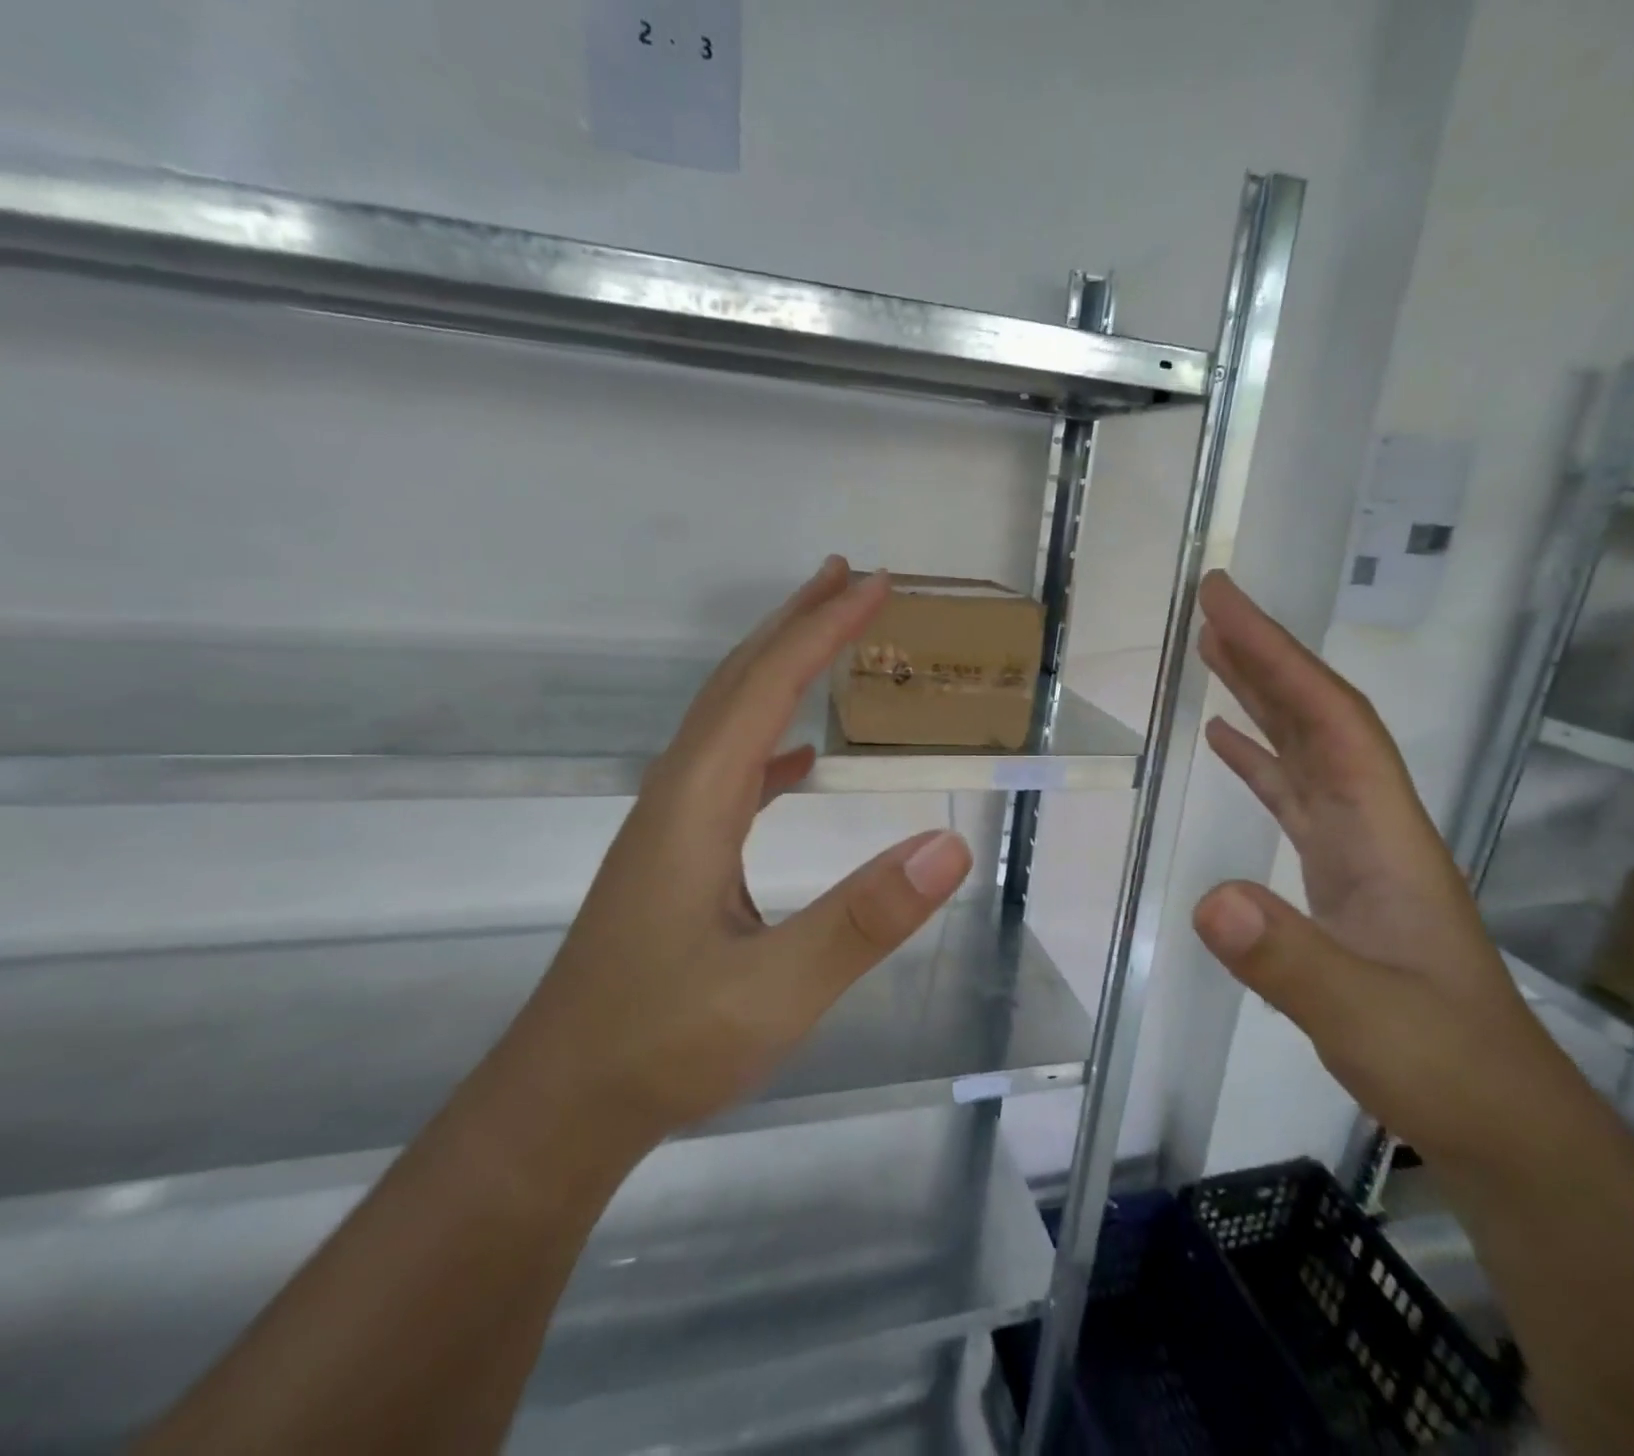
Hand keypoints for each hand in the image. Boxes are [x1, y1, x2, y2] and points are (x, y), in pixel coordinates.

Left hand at [509, 557, 974, 1162]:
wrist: (562, 1105)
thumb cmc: (662, 1047)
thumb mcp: (774, 992)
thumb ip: (864, 919)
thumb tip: (950, 844)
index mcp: (696, 805)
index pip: (764, 691)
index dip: (820, 632)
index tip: (871, 586)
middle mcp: (677, 797)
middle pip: (737, 684)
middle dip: (795, 623)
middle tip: (848, 578)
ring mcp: (672, 827)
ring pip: (728, 721)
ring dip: (778, 668)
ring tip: (825, 637)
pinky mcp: (675, 858)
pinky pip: (729, 772)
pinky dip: (767, 740)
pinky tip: (797, 760)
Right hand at [1189, 571, 1590, 1173]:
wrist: (1497, 1118)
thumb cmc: (1442, 1062)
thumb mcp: (1363, 1016)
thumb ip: (1289, 960)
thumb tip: (1209, 898)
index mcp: (1384, 832)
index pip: (1329, 720)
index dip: (1277, 656)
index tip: (1224, 604)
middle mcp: (1372, 825)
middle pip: (1318, 719)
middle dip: (1265, 657)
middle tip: (1210, 606)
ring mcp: (1356, 852)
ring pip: (1304, 752)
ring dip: (1260, 698)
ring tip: (1211, 654)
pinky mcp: (1338, 879)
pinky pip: (1292, 798)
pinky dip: (1258, 760)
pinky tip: (1228, 743)